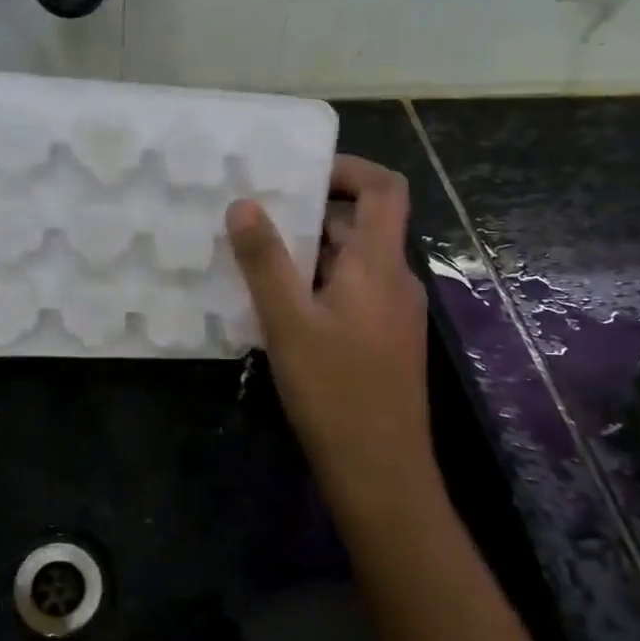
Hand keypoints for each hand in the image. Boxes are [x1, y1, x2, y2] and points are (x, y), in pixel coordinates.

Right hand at [226, 156, 434, 512]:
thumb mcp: (288, 321)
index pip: (385, 189)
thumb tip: (244, 204)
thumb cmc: (334, 390)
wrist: (380, 470)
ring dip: (312, 253)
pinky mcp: (384, 342)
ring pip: (354, 263)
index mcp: (379, 265)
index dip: (349, 169)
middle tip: (261, 216)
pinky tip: (281, 309)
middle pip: (364, 225)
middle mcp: (395, 280)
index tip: (301, 173)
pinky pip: (353, 294)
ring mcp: (393, 314)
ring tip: (260, 259)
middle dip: (314, 213)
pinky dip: (320, 285)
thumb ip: (265, 261)